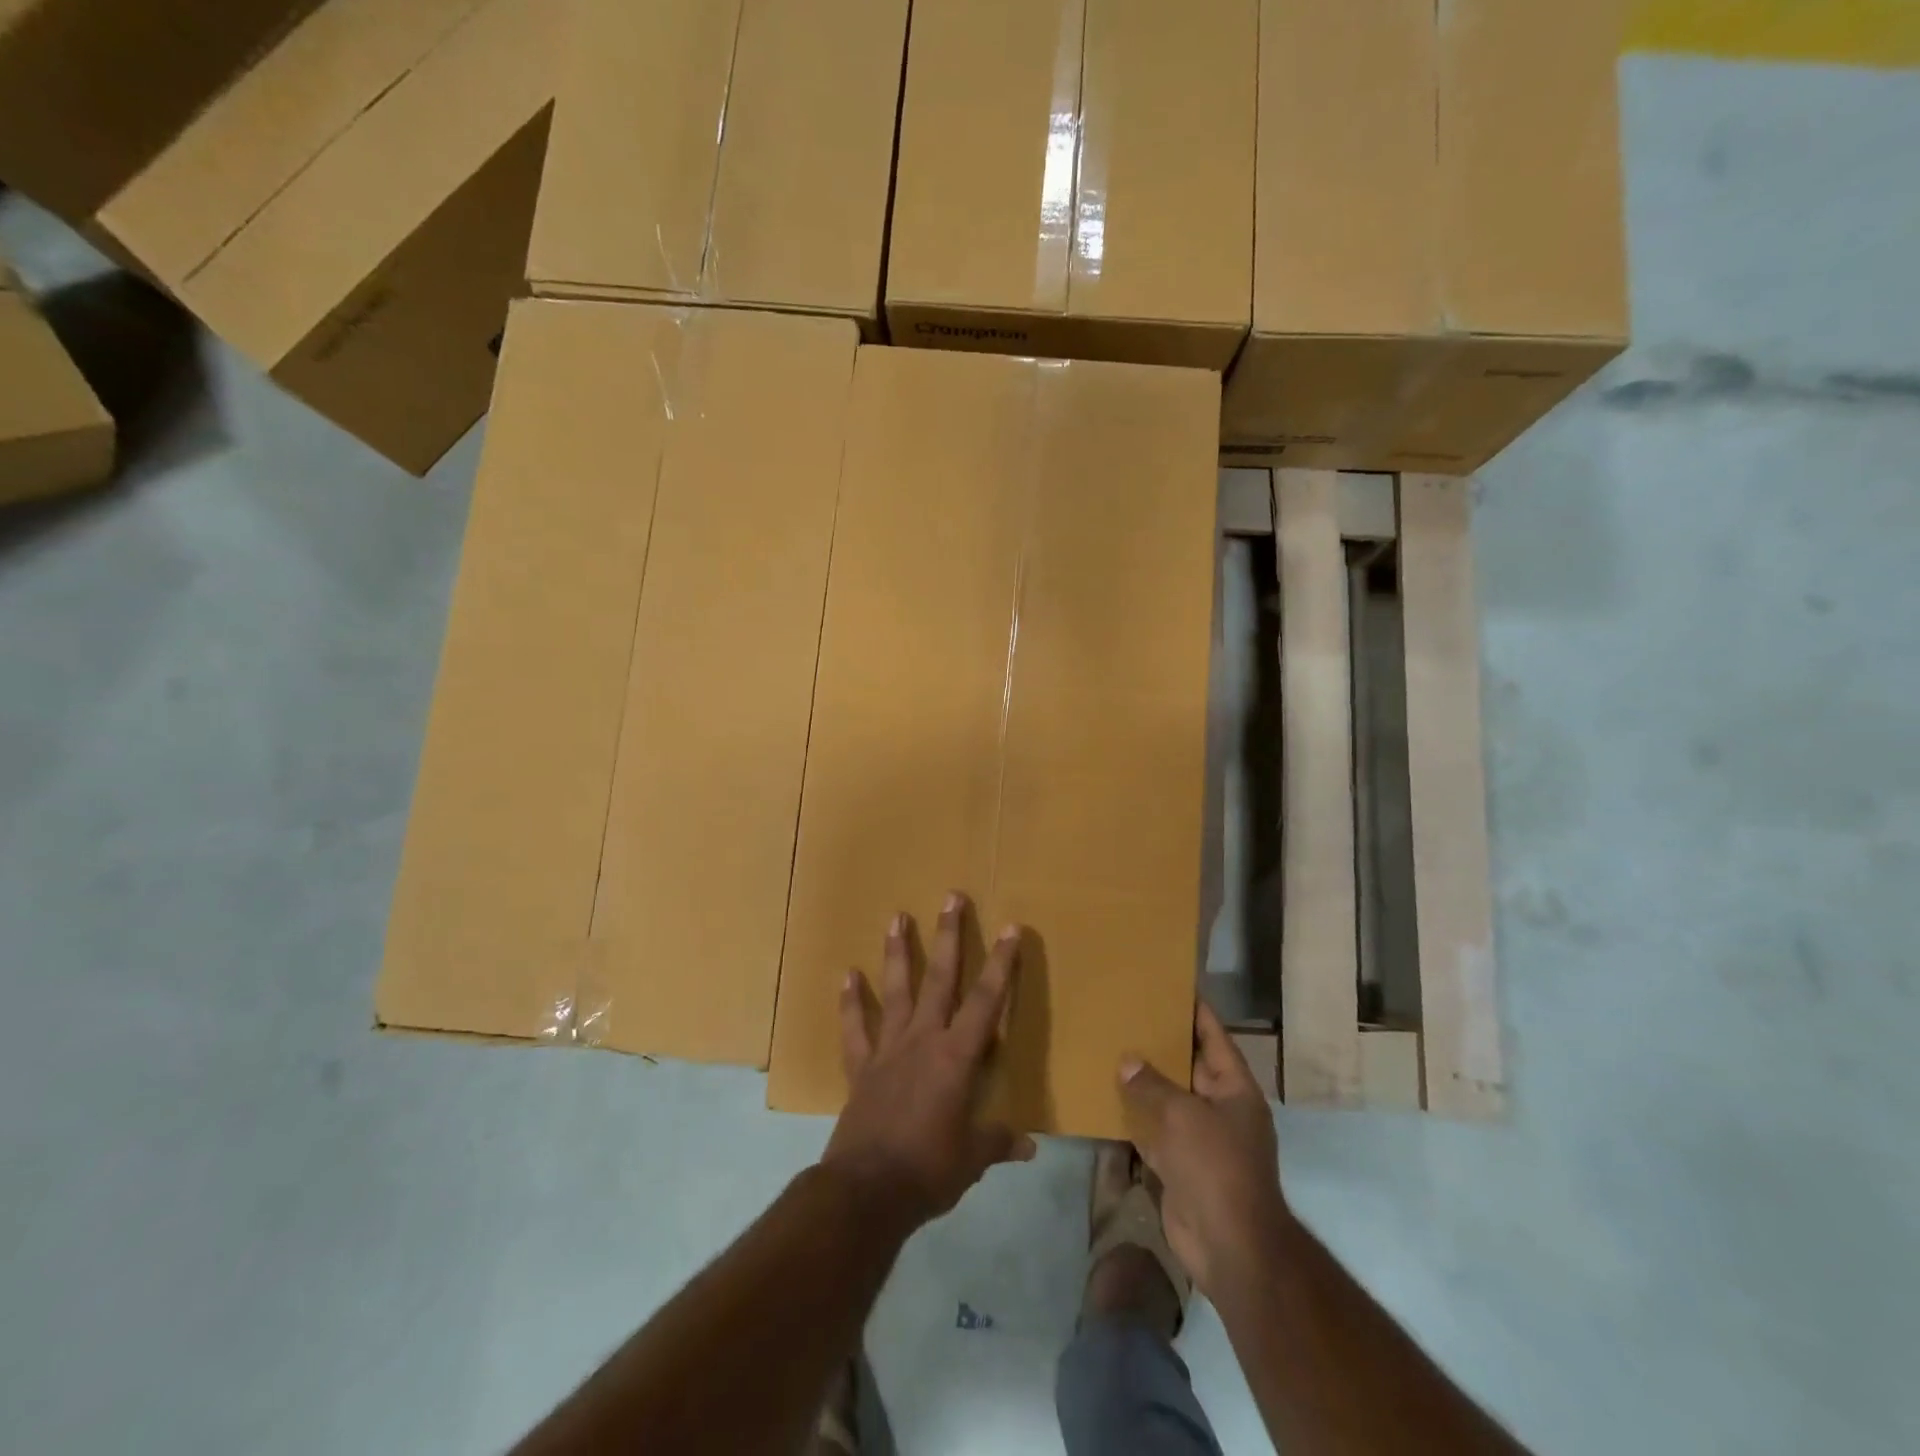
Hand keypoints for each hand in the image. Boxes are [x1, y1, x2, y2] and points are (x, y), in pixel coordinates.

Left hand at [821, 893, 1036, 1229]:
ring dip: (898, 952)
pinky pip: (855, 1029)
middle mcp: (923, 1040)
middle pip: (940, 978)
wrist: (867, 1191)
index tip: (1011, 928)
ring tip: (897, 916)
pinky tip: (847, 976)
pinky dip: (850, 1003)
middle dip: (949, 936)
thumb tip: (1029, 1147)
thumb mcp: (973, 1159)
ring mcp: (888, 1049)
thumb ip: (999, 1143)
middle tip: (951, 897)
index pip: (986, 1001)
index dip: (1001, 964)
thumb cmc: (929, 1170)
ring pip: (896, 990)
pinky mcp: (861, 1067)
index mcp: (957, 1057)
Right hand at [1118, 1001, 1290, 1298]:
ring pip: (1167, 1098)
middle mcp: (1219, 1107)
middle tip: (1125, 1012)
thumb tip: (1127, 1061)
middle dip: (1159, 1043)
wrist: (1230, 1247)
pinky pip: (1153, 1131)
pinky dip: (1133, 1118)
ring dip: (1143, 1081)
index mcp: (1233, 1088)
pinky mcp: (1179, 1165)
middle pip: (1187, 1065)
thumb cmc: (1216, 1167)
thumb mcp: (1183, 1115)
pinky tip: (1105, 1099)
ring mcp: (1199, 1138)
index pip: (1213, 1035)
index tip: (1169, 983)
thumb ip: (1152, 1085)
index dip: (1194, 1009)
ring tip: (1110, 1048)